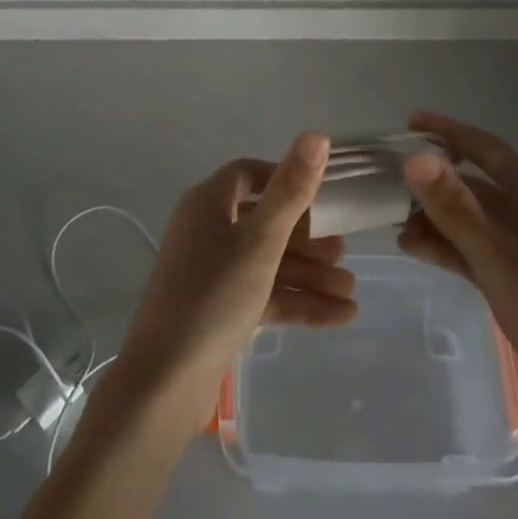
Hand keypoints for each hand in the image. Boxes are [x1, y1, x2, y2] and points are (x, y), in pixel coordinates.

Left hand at [115, 132, 356, 427]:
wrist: (165, 383)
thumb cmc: (214, 296)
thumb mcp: (261, 239)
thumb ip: (292, 189)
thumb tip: (317, 134)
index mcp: (207, 204)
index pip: (250, 175)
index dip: (287, 179)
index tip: (324, 194)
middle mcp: (206, 232)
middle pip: (264, 222)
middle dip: (308, 239)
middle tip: (345, 252)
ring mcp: (210, 274)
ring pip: (268, 264)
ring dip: (309, 275)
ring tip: (352, 291)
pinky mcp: (217, 311)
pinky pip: (263, 296)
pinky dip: (297, 303)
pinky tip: (340, 317)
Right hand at [397, 111, 517, 400]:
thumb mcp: (499, 259)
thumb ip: (455, 208)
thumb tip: (414, 157)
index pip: (488, 150)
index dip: (449, 132)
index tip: (409, 122)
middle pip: (479, 184)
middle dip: (435, 181)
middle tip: (389, 182)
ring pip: (475, 220)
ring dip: (437, 217)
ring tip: (393, 222)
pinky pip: (479, 251)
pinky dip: (449, 247)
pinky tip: (416, 250)